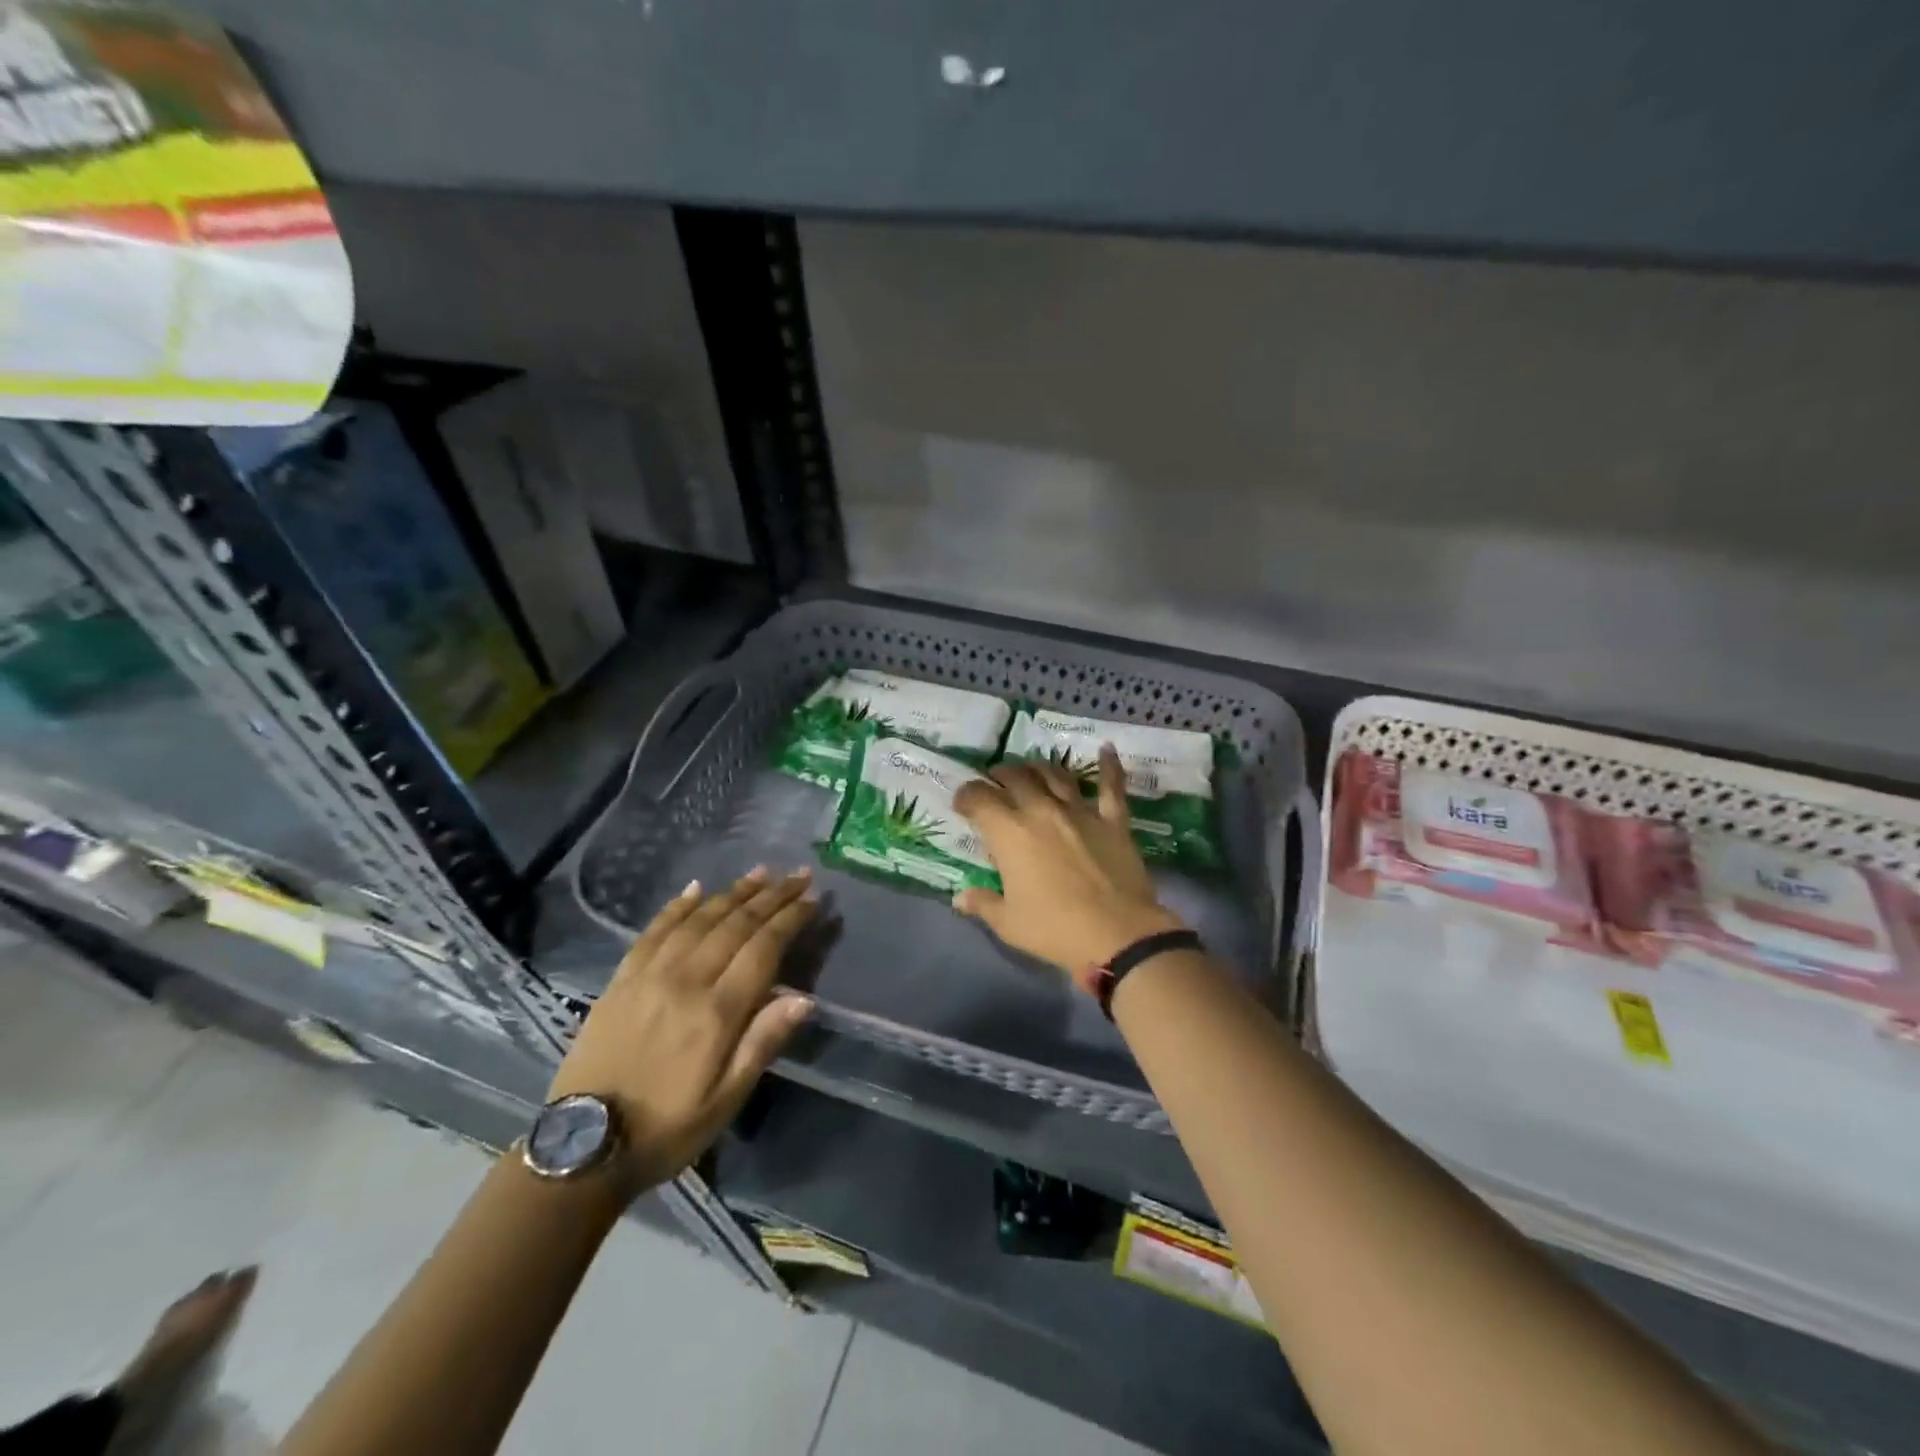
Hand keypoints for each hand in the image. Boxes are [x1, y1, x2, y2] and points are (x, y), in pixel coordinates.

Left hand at [547, 867, 817, 1193]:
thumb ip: (762, 1043)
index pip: (763, 948)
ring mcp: (649, 976)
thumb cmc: (667, 1128)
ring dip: (733, 892)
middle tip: (797, 874)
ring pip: (699, 920)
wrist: (582, 1148)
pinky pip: (653, 931)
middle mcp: (685, 981)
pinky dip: (677, 906)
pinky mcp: (621, 980)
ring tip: (760, 872)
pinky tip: (695, 889)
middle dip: (771, 896)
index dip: (790, 919)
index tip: (813, 898)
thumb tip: (803, 998)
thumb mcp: (726, 1100)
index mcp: (716, 1012)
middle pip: (735, 925)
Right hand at [952, 747, 1185, 981]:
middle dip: (1001, 775)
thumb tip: (960, 898)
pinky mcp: (1113, 821)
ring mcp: (1080, 812)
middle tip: (995, 780)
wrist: (1117, 935)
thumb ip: (983, 904)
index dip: (966, 796)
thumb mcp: (1008, 923)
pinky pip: (1111, 787)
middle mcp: (1042, 811)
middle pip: (1016, 778)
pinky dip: (1109, 766)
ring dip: (1040, 767)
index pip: (980, 799)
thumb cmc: (1054, 930)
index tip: (962, 802)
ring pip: (1056, 775)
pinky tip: (1106, 749)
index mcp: (1010, 833)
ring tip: (1032, 768)